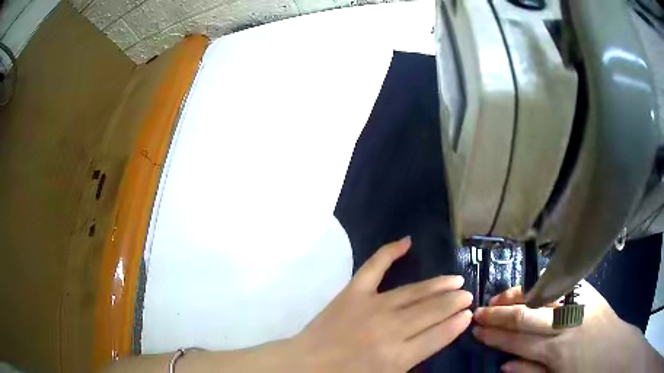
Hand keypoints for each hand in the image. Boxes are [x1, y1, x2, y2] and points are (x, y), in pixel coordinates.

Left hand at [292, 236, 472, 372]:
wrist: (307, 365)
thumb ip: (416, 355)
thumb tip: (442, 332)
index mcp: (398, 357)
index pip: (439, 335)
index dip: (457, 324)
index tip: (468, 315)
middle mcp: (390, 329)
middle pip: (432, 311)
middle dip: (454, 302)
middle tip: (467, 295)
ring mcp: (370, 306)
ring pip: (414, 292)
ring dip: (438, 285)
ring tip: (455, 280)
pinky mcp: (352, 292)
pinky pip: (374, 267)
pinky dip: (390, 252)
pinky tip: (407, 241)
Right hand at [472, 282, 663, 372]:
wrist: (614, 351)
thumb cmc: (584, 371)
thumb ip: (530, 371)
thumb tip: (503, 364)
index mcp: (556, 350)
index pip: (517, 340)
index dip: (494, 335)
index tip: (477, 330)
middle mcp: (564, 323)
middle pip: (525, 314)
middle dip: (499, 314)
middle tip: (479, 311)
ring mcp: (577, 304)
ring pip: (540, 295)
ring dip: (516, 295)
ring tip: (498, 298)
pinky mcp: (588, 292)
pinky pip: (559, 285)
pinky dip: (540, 285)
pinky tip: (527, 288)